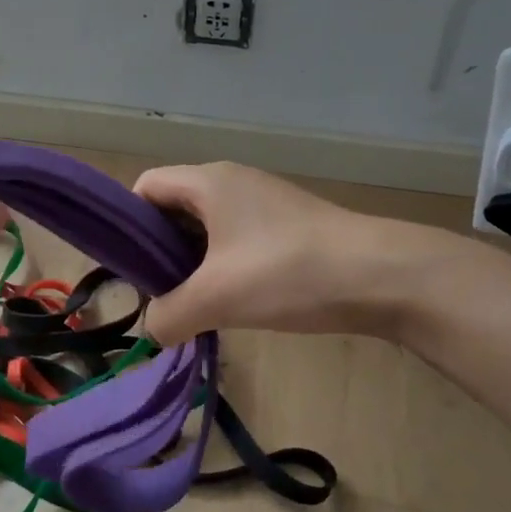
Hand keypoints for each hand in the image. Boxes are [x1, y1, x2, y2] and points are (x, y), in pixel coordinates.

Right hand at [134, 162, 451, 344]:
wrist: (383, 276)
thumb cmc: (288, 273)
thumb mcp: (217, 298)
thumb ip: (169, 315)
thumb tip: (154, 329)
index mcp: (208, 182)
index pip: (145, 187)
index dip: (127, 224)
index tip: (128, 269)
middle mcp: (232, 182)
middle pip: (173, 209)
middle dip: (158, 251)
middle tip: (158, 295)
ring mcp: (264, 203)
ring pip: (206, 229)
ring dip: (192, 264)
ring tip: (192, 305)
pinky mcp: (287, 226)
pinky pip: (236, 241)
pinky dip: (222, 267)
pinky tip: (231, 302)